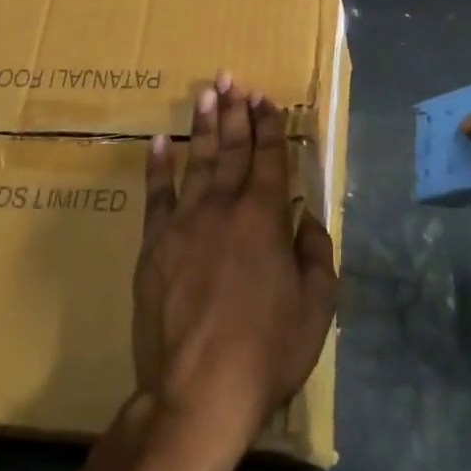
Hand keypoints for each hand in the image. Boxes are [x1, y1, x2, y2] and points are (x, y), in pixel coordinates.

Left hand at [135, 74, 337, 467]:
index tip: (267, 99)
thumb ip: (316, 254)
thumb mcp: (316, 307)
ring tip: (206, 93)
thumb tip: (308, 218)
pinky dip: (159, 165)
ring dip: (203, 125)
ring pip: (197, 161)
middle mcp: (225, 208)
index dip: (270, 127)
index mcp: (266, 219)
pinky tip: (161, 141)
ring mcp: (185, 222)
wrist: (197, 390)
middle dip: (236, 113)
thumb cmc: (266, 350)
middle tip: (234, 81)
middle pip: (232, 150)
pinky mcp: (154, 244)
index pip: (270, 160)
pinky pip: (156, 194)